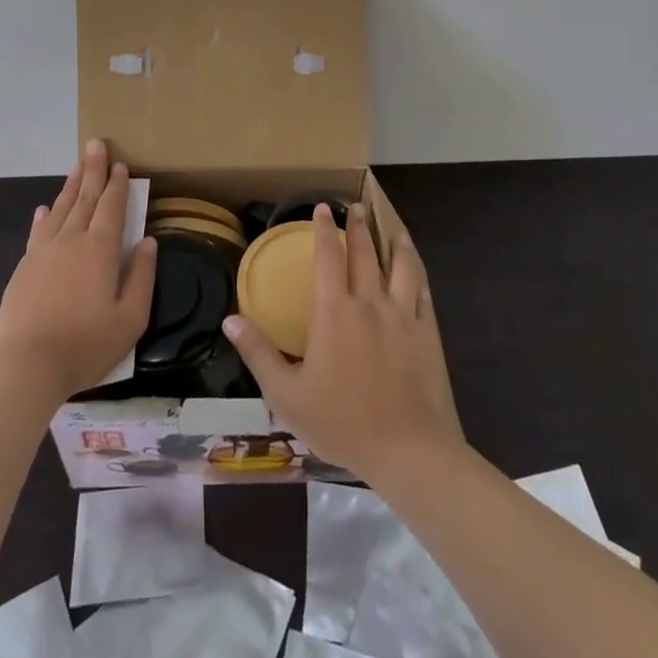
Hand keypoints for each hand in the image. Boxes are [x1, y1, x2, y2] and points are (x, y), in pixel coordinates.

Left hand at [0, 140, 156, 401]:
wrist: (27, 366)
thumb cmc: (86, 345)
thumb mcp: (130, 319)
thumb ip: (142, 277)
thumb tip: (149, 243)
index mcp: (101, 250)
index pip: (112, 207)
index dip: (118, 185)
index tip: (122, 164)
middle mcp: (72, 241)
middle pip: (85, 198)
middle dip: (93, 171)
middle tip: (96, 145)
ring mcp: (44, 252)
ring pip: (60, 209)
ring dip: (71, 185)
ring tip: (77, 166)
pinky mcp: (24, 267)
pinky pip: (37, 232)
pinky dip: (44, 216)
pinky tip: (44, 208)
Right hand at [221, 203, 463, 481]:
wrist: (407, 449)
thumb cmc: (341, 422)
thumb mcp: (287, 395)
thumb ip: (258, 353)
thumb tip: (230, 319)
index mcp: (334, 311)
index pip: (328, 256)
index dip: (324, 230)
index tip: (323, 208)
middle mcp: (369, 302)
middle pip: (364, 253)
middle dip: (358, 227)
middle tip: (356, 207)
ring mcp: (403, 315)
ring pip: (400, 266)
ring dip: (394, 243)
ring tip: (392, 229)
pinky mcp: (427, 332)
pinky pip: (423, 292)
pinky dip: (418, 274)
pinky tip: (416, 270)